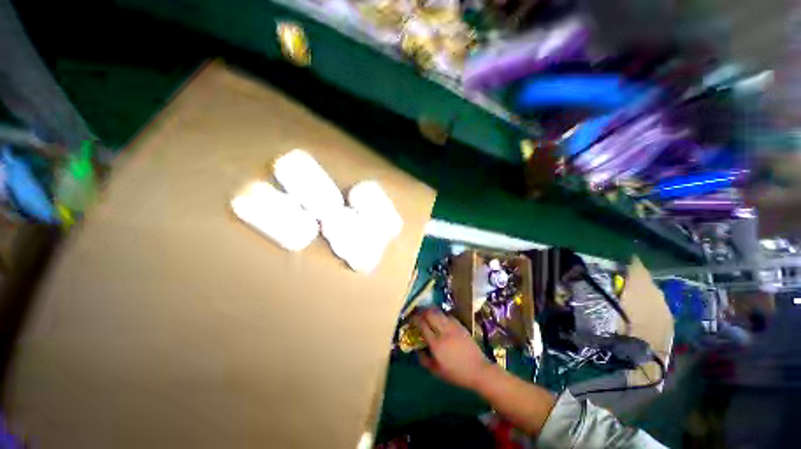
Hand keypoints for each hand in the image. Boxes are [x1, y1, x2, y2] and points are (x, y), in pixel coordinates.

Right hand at [412, 309, 492, 389]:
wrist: (479, 370)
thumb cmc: (456, 374)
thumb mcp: (437, 372)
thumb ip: (424, 360)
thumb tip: (417, 350)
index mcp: (436, 344)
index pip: (423, 325)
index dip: (415, 319)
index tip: (411, 318)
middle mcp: (444, 331)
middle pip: (430, 314)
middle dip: (422, 311)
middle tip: (418, 313)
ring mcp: (453, 327)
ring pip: (439, 312)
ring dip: (431, 311)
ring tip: (427, 313)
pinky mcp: (460, 325)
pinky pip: (448, 315)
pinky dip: (441, 314)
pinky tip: (440, 318)